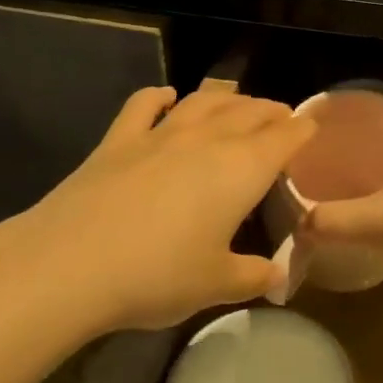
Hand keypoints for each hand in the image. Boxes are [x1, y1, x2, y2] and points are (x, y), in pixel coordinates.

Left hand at [0, 83, 315, 332]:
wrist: (70, 264)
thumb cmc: (157, 275)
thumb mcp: (216, 285)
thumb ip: (253, 276)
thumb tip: (277, 277)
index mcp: (242, 169)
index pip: (284, 137)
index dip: (302, 129)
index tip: (312, 128)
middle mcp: (207, 140)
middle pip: (249, 112)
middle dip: (270, 111)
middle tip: (281, 116)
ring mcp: (160, 134)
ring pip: (203, 101)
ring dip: (227, 98)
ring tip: (238, 100)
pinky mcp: (118, 140)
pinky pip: (144, 105)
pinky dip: (160, 97)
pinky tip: (166, 97)